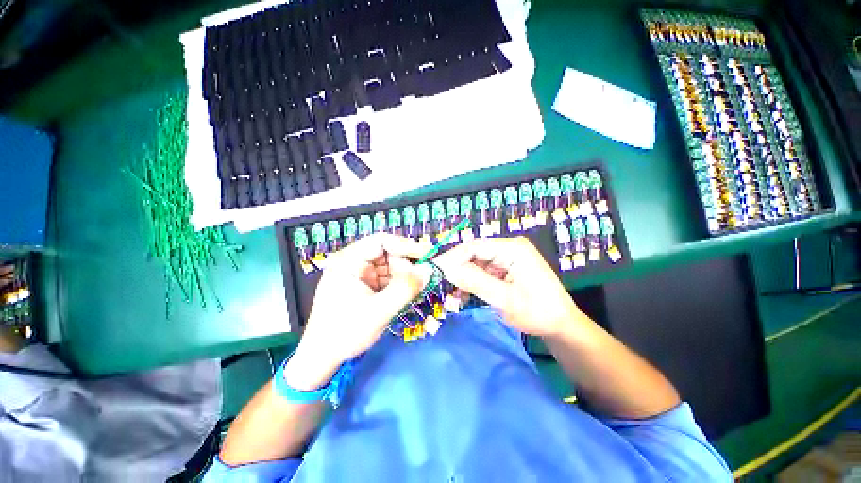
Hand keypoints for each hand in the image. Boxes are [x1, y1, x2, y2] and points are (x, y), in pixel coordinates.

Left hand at [285, 234, 432, 390]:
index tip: (427, 255)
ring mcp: (358, 273)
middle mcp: (353, 262)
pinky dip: (398, 285)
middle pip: (387, 253)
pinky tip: (405, 295)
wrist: (322, 358)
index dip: (406, 245)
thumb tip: (429, 270)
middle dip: (406, 266)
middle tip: (421, 280)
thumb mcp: (378, 311)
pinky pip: (386, 278)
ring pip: (389, 266)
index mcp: (348, 261)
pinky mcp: (363, 285)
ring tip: (413, 291)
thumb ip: (405, 289)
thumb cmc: (345, 333)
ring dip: (404, 277)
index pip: (381, 241)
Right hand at [434, 237, 588, 337]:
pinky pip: (483, 271)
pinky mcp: (505, 268)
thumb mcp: (505, 299)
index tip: (435, 271)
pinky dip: (472, 283)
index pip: (474, 246)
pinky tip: (463, 296)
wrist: (562, 325)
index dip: (452, 258)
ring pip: (476, 264)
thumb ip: (476, 282)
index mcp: (512, 248)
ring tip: (452, 296)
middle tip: (440, 286)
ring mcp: (507, 257)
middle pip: (474, 254)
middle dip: (457, 270)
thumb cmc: (538, 312)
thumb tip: (448, 270)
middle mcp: (508, 247)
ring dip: (463, 279)